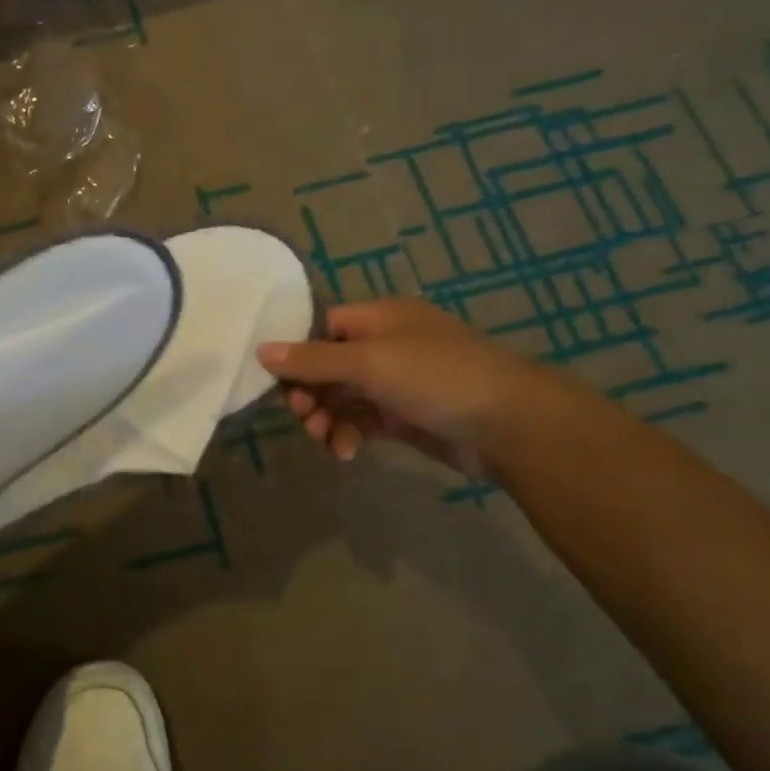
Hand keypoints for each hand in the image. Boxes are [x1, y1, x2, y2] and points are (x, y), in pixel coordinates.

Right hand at [258, 298, 565, 467]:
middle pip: (326, 366)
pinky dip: (348, 434)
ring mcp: (395, 382)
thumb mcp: (369, 362)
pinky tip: (347, 451)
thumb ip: (312, 360)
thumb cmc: (437, 377)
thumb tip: (260, 350)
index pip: (320, 327)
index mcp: (378, 319)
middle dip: (310, 393)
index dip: (295, 352)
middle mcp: (385, 345)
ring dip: (325, 418)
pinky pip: (360, 421)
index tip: (275, 381)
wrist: (509, 424)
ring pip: (340, 398)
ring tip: (324, 438)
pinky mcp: (402, 416)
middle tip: (302, 415)